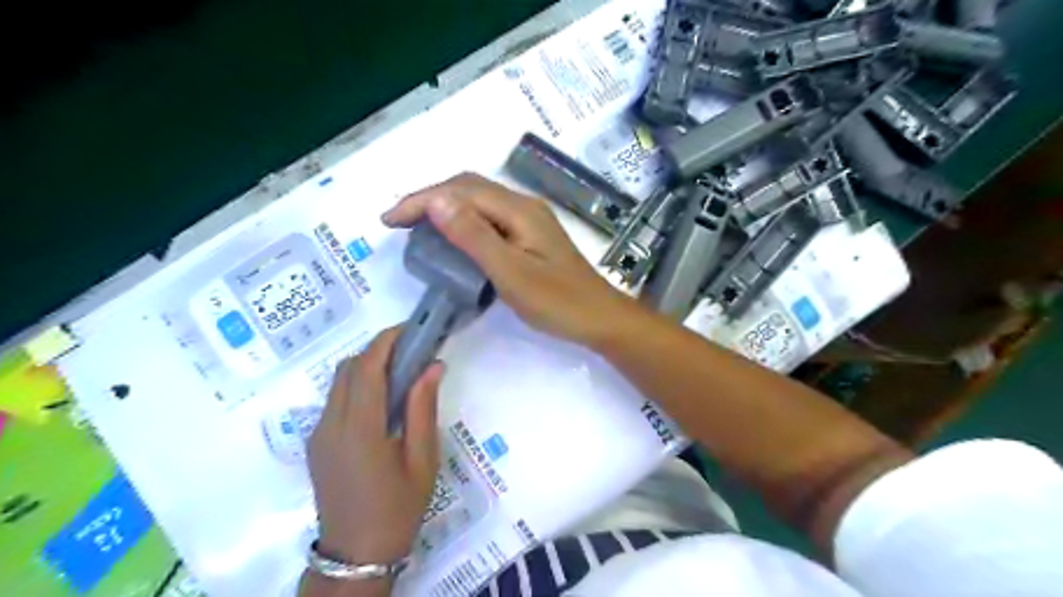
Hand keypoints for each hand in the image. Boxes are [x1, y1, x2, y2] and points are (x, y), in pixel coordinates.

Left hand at [309, 328, 444, 566]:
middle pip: (348, 368)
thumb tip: (433, 366)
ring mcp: (318, 434)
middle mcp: (331, 424)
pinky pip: (335, 401)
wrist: (356, 554)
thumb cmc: (398, 508)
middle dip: (378, 350)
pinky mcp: (316, 444)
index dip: (386, 340)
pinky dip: (357, 387)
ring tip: (400, 374)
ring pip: (338, 382)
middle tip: (412, 351)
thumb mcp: (422, 459)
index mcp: (359, 428)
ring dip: (367, 367)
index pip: (367, 367)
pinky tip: (382, 403)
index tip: (410, 328)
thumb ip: (423, 408)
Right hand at [382, 173, 632, 346]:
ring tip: (418, 226)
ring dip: (446, 207)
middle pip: (469, 189)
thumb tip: (436, 201)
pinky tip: (453, 237)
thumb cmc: (558, 302)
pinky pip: (489, 218)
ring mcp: (529, 220)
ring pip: (479, 202)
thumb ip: (474, 237)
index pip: (461, 191)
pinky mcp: (531, 236)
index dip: (422, 200)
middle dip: (430, 199)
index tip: (390, 220)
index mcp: (519, 211)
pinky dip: (463, 221)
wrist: (600, 318)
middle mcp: (524, 206)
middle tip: (399, 222)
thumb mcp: (511, 273)